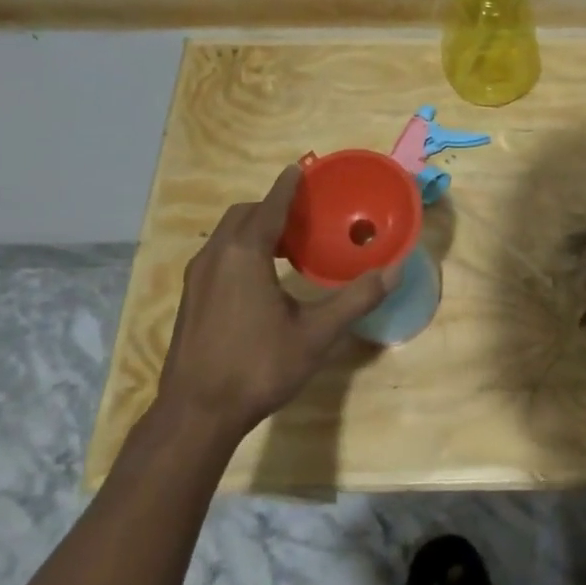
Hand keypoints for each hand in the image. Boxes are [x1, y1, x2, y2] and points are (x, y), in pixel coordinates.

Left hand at [154, 165, 400, 439]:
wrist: (196, 414)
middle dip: (272, 207)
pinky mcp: (190, 298)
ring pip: (227, 235)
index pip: (270, 205)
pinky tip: (261, 279)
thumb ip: (357, 299)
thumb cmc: (258, 367)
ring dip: (255, 229)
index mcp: (245, 254)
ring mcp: (197, 278)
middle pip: (244, 215)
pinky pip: (218, 255)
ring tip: (287, 247)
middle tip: (304, 216)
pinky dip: (241, 249)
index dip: (288, 186)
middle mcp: (216, 256)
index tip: (302, 170)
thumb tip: (395, 270)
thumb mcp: (316, 334)